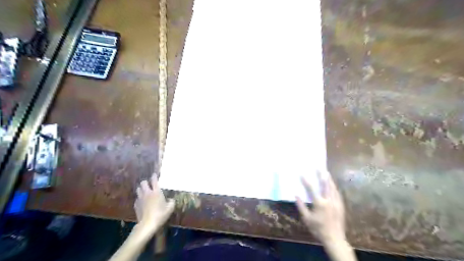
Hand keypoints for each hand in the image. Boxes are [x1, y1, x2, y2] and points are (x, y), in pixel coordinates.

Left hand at [136, 176, 177, 233]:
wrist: (147, 224)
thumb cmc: (160, 214)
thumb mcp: (170, 208)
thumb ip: (171, 202)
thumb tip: (171, 200)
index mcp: (156, 192)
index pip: (154, 180)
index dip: (154, 176)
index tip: (155, 175)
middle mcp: (147, 193)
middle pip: (143, 183)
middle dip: (146, 182)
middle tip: (149, 185)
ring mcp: (140, 199)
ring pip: (138, 189)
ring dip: (141, 189)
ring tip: (145, 192)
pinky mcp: (136, 205)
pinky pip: (137, 198)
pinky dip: (140, 198)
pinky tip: (143, 202)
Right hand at [297, 172, 343, 244]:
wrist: (334, 238)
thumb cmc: (318, 229)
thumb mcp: (306, 218)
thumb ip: (301, 206)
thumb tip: (296, 194)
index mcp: (319, 203)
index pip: (311, 189)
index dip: (306, 180)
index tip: (302, 174)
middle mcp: (329, 201)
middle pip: (325, 185)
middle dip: (322, 175)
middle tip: (320, 168)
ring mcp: (336, 203)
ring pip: (333, 188)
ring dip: (329, 180)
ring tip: (327, 173)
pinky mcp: (341, 206)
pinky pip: (337, 193)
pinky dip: (334, 187)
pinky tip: (333, 185)